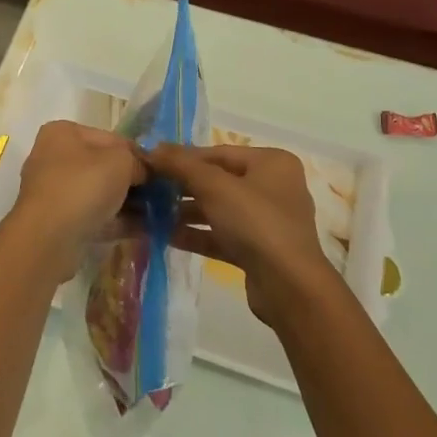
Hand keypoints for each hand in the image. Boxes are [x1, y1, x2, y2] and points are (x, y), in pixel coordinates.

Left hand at [7, 121, 146, 281]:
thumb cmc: (84, 186)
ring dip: (126, 203)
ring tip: (156, 215)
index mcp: (63, 133)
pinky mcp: (56, 222)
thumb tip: (143, 172)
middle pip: (103, 166)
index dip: (137, 154)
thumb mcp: (121, 161)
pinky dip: (115, 222)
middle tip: (159, 195)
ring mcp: (53, 192)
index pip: (111, 138)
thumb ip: (137, 160)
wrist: (48, 239)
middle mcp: (53, 157)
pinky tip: (143, 231)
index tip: (158, 172)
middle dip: (132, 182)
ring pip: (99, 193)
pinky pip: (93, 216)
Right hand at [145, 144, 336, 326]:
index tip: (152, 161)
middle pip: (219, 180)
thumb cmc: (255, 222)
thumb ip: (182, 165)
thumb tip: (152, 148)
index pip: (219, 152)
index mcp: (272, 162)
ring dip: (186, 211)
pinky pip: (222, 234)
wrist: (289, 287)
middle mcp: (273, 187)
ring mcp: (268, 221)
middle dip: (183, 186)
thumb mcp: (215, 187)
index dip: (184, 157)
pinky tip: (166, 235)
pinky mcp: (259, 250)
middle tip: (148, 189)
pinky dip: (197, 233)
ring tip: (150, 212)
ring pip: (219, 209)